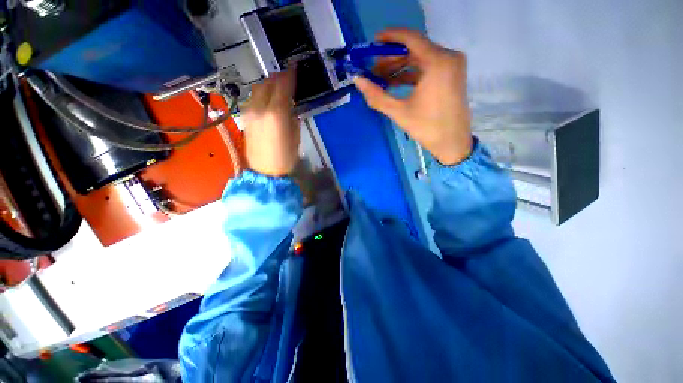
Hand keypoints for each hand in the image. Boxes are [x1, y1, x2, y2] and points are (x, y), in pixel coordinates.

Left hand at [244, 69, 299, 175]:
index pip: (282, 86)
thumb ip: (292, 118)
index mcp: (276, 113)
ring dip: (268, 85)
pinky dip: (261, 94)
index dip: (289, 75)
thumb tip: (289, 108)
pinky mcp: (244, 117)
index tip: (294, 68)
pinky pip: (253, 99)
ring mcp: (249, 112)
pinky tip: (267, 100)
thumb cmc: (285, 157)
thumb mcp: (295, 137)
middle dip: (278, 78)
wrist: (264, 171)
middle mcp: (259, 108)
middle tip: (287, 78)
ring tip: (277, 88)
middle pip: (267, 83)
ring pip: (257, 89)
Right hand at [354, 28, 472, 164]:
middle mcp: (448, 57)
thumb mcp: (399, 111)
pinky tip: (395, 83)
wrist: (452, 142)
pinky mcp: (451, 74)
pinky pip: (427, 67)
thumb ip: (377, 95)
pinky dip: (410, 73)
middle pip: (414, 48)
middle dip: (392, 58)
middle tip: (374, 70)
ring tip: (381, 79)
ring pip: (420, 58)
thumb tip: (358, 80)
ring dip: (400, 67)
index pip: (411, 38)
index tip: (373, 43)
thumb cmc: (427, 127)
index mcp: (438, 62)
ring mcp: (452, 65)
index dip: (390, 37)